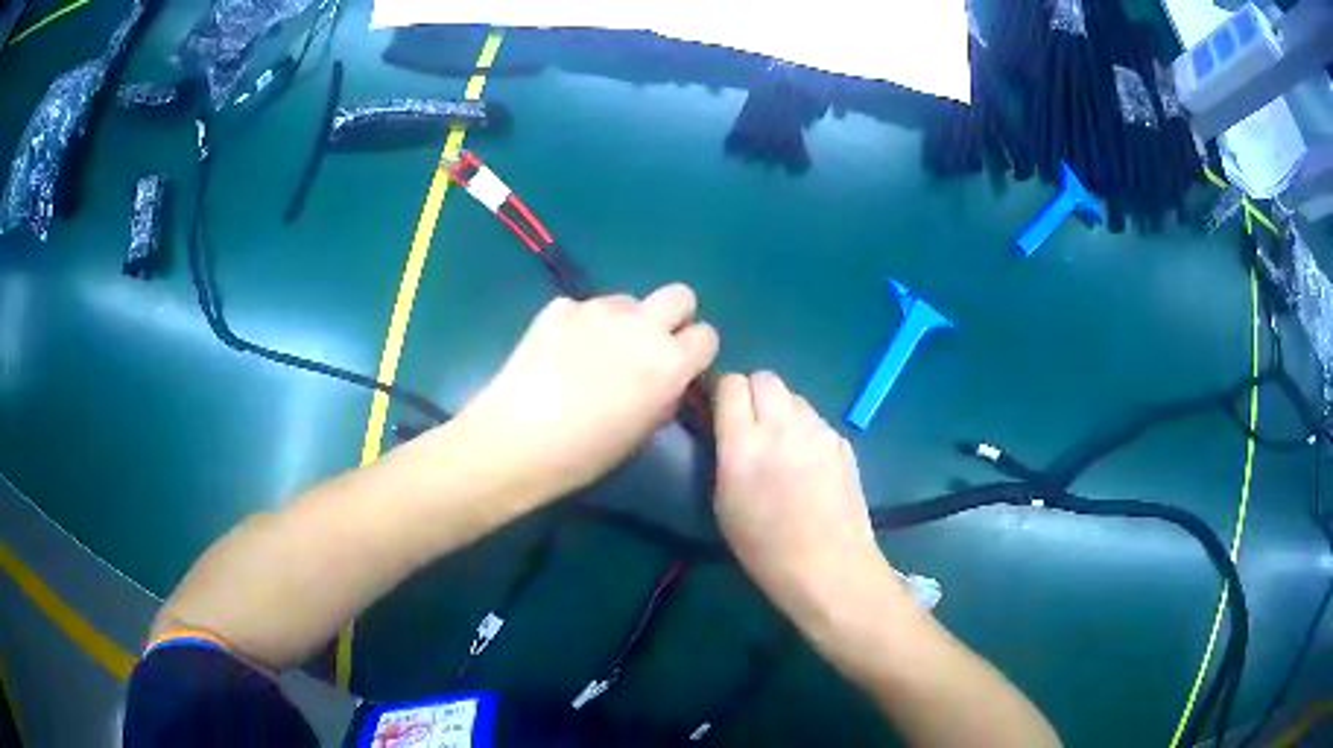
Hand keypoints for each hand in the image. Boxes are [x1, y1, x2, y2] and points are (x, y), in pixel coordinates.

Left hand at [459, 284, 718, 503]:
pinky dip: (581, 324)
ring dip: (624, 321)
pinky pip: (584, 307)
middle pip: (679, 295)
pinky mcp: (560, 306)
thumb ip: (665, 395)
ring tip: (594, 352)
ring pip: (628, 301)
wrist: (517, 439)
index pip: (707, 335)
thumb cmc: (585, 454)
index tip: (681, 368)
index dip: (696, 352)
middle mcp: (641, 325)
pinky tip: (560, 352)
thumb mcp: (643, 433)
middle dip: (673, 317)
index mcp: (670, 361)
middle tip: (649, 346)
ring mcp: (597, 309)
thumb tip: (667, 379)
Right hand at [713, 371, 897, 630]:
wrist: (829, 568)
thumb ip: (723, 455)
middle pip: (764, 378)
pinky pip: (815, 420)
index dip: (722, 393)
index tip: (719, 412)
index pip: (730, 384)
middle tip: (749, 425)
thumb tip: (725, 428)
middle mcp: (783, 426)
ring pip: (793, 396)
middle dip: (752, 393)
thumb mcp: (724, 505)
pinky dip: (805, 430)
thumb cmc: (765, 550)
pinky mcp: (842, 441)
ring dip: (780, 410)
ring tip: (781, 445)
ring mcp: (818, 431)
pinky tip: (807, 463)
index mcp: (744, 445)